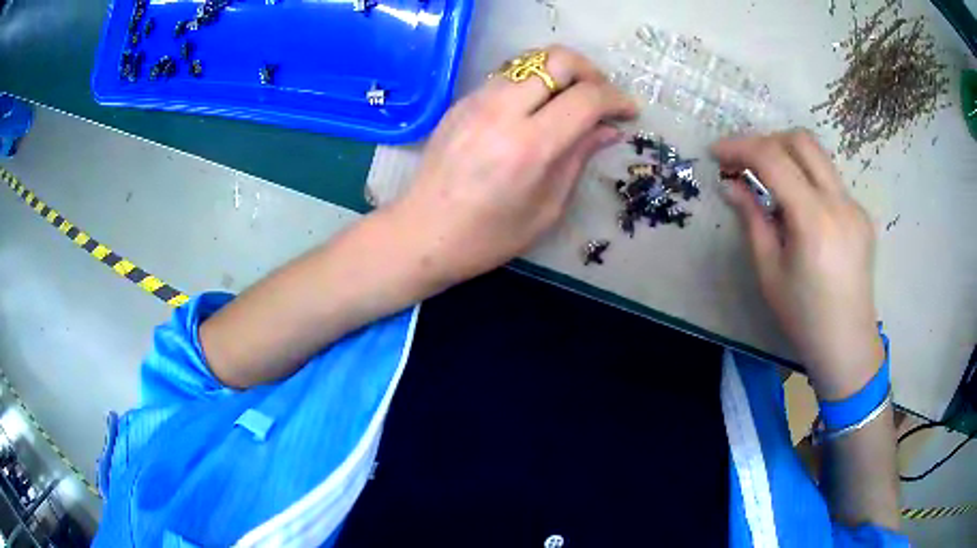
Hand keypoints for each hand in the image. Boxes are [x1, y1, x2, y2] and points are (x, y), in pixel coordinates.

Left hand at [390, 45, 637, 285]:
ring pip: (531, 60)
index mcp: (529, 146)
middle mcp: (502, 111)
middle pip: (558, 59)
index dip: (616, 100)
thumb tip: (609, 130)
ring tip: (572, 101)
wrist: (422, 233)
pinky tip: (538, 108)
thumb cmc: (488, 237)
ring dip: (561, 72)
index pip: (586, 97)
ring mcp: (476, 101)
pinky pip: (508, 75)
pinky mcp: (462, 101)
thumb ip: (579, 158)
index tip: (629, 112)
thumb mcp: (546, 208)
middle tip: (601, 98)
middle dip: (591, 72)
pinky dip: (534, 81)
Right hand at [712, 130, 884, 399]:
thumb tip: (730, 185)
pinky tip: (798, 208)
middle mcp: (840, 202)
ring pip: (818, 156)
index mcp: (814, 220)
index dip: (739, 147)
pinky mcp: (861, 215)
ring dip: (787, 156)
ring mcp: (855, 206)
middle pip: (801, 140)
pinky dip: (806, 179)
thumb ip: (752, 220)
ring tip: (767, 181)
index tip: (715, 153)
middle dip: (766, 141)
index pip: (773, 159)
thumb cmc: (804, 318)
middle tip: (744, 162)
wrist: (848, 345)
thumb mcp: (769, 272)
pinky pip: (830, 180)